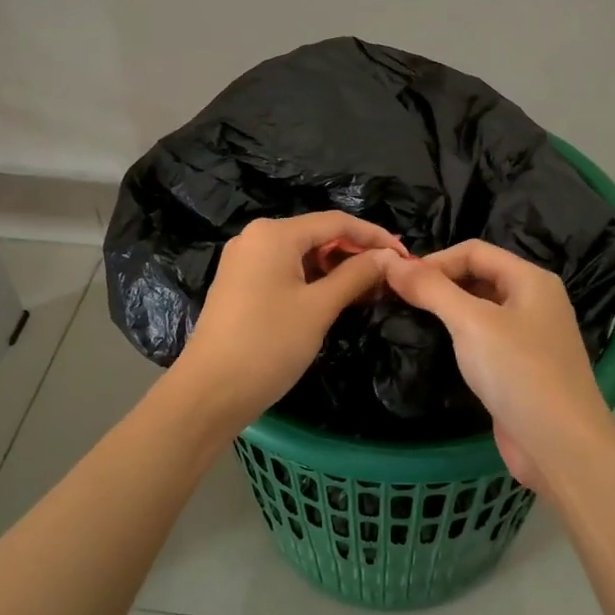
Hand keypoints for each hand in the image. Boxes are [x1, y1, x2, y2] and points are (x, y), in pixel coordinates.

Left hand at [172, 212, 406, 432]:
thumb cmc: (267, 344)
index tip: (405, 256)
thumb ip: (356, 275)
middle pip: (318, 235)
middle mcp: (256, 237)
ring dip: (336, 269)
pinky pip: (285, 270)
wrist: (209, 392)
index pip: (336, 222)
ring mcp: (244, 260)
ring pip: (302, 254)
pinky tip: (335, 298)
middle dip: (355, 254)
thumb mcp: (319, 308)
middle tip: (389, 278)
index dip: (374, 236)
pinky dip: (313, 280)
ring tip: (368, 291)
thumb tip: (389, 257)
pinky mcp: (240, 284)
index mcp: (274, 233)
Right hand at [380, 240, 614, 493]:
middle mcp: (534, 301)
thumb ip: (431, 289)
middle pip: (478, 276)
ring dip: (446, 310)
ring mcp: (530, 337)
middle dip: (439, 283)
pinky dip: (459, 337)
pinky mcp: (521, 368)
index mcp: (531, 279)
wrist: (562, 447)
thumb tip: (390, 261)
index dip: (434, 260)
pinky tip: (435, 348)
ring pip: (480, 309)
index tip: (397, 280)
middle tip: (398, 299)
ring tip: (409, 319)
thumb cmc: (519, 373)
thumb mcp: (471, 323)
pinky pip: (484, 339)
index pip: (474, 251)